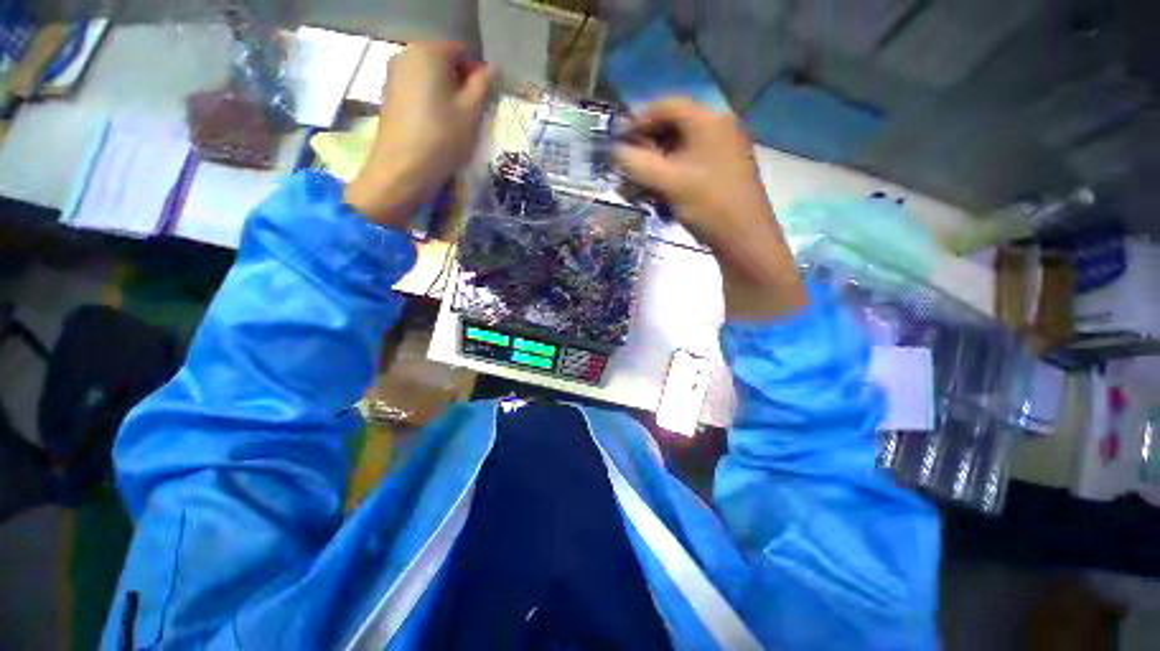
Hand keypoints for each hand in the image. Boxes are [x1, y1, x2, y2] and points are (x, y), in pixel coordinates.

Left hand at [344, 42, 492, 226]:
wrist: (403, 169)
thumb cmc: (443, 138)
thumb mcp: (472, 111)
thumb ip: (484, 84)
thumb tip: (492, 68)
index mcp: (429, 51)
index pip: (462, 51)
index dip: (477, 74)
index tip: (483, 102)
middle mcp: (406, 54)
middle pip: (443, 61)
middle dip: (460, 83)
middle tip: (470, 114)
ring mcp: (393, 75)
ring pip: (429, 77)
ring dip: (446, 94)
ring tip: (454, 123)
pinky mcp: (388, 96)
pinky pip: (416, 90)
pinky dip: (430, 102)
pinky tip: (435, 126)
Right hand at [613, 99, 806, 319]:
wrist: (745, 239)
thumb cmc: (708, 205)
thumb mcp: (668, 182)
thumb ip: (636, 163)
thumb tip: (613, 151)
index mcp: (708, 120)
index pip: (666, 106)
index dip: (637, 122)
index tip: (618, 143)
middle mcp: (718, 127)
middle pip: (673, 127)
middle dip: (646, 148)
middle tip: (628, 168)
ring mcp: (723, 150)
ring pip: (680, 149)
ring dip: (656, 164)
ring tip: (641, 186)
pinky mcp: (723, 170)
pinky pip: (690, 163)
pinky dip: (671, 174)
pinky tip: (661, 193)